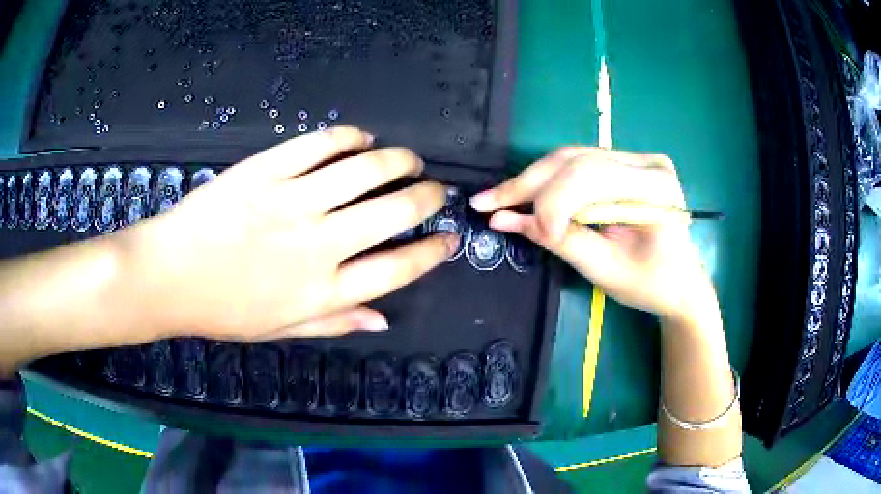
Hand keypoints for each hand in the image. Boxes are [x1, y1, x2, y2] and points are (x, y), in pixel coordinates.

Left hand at [126, 126, 457, 340]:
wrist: (167, 276)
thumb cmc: (222, 311)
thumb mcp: (280, 329)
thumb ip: (334, 322)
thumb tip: (383, 318)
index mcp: (322, 291)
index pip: (397, 270)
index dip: (431, 253)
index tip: (450, 239)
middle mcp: (317, 244)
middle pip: (393, 212)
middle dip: (427, 197)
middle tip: (436, 189)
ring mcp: (291, 201)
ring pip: (365, 170)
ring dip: (398, 160)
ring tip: (409, 160)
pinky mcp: (266, 170)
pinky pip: (319, 145)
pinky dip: (349, 137)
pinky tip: (361, 139)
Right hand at [470, 147, 712, 320]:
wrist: (681, 283)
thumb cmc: (651, 284)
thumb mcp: (605, 268)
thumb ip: (557, 239)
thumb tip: (501, 220)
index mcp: (654, 187)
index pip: (589, 177)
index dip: (550, 203)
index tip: (531, 233)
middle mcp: (646, 162)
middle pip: (575, 161)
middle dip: (528, 185)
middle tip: (486, 202)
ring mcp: (637, 159)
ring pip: (571, 158)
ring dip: (533, 181)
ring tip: (499, 199)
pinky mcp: (626, 165)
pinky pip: (579, 166)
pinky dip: (550, 183)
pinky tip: (525, 194)